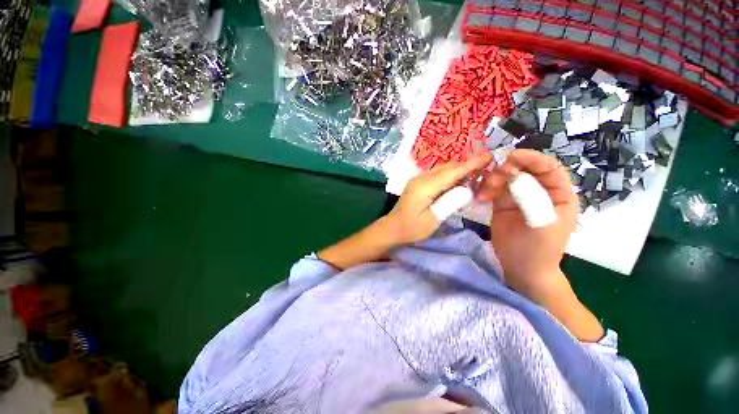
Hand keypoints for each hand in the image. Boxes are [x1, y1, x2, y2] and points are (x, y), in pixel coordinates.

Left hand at [385, 153, 493, 244]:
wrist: (392, 228)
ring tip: (478, 171)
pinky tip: (460, 179)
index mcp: (424, 187)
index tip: (489, 156)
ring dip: (460, 168)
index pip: (451, 172)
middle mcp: (421, 179)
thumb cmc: (411, 228)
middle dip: (468, 164)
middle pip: (448, 167)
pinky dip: (451, 174)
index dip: (471, 164)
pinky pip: (438, 174)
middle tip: (488, 165)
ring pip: (443, 169)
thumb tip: (467, 189)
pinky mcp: (419, 184)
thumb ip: (449, 204)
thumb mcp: (431, 220)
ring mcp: (419, 180)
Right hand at [477, 150, 577, 297]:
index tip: (511, 156)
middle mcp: (540, 191)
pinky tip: (481, 197)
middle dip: (507, 170)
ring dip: (493, 180)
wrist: (521, 268)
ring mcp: (519, 196)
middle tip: (492, 180)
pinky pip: (493, 188)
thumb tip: (514, 175)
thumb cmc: (539, 249)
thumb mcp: (541, 225)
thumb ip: (531, 198)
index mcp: (559, 194)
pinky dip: (485, 188)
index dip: (532, 158)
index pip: (549, 167)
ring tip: (484, 194)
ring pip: (505, 177)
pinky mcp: (502, 203)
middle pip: (523, 169)